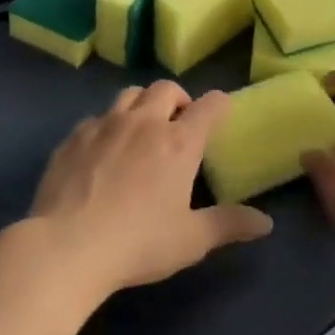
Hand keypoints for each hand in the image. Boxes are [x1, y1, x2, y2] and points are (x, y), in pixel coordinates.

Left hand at [24, 81, 272, 303]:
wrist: (66, 246)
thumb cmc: (138, 243)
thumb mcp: (191, 240)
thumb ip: (229, 225)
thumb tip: (267, 223)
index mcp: (179, 143)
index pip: (209, 106)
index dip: (220, 103)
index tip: (222, 109)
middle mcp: (144, 123)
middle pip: (166, 88)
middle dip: (178, 99)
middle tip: (179, 122)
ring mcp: (105, 125)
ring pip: (129, 94)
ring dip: (142, 103)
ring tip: (141, 127)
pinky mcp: (74, 137)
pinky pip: (96, 117)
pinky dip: (107, 125)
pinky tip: (102, 150)